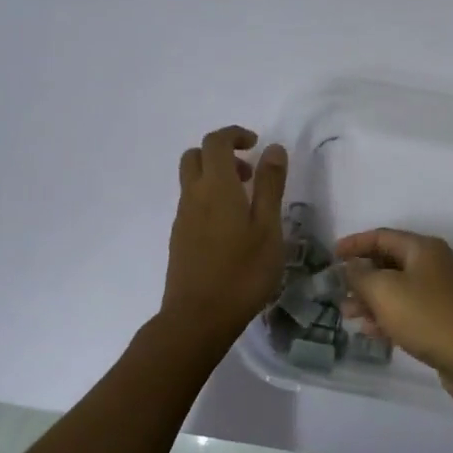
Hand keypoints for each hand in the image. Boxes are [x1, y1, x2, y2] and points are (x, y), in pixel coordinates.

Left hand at [159, 126, 287, 349]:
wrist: (198, 318)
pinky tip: (231, 229)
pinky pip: (192, 203)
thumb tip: (272, 148)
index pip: (216, 141)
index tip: (256, 145)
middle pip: (196, 156)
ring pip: (192, 180)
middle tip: (248, 173)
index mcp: (216, 186)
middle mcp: (193, 195)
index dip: (235, 134)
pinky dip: (209, 199)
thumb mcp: (268, 227)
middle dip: (221, 153)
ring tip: (246, 204)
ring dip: (216, 177)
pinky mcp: (179, 238)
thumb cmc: (242, 271)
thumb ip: (270, 185)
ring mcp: (182, 218)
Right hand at [334, 229, 452, 405]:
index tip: (331, 256)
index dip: (354, 244)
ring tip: (348, 316)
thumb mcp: (386, 292)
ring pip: (398, 290)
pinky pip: (409, 312)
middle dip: (361, 276)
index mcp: (422, 248)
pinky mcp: (445, 321)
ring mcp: (442, 294)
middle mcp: (434, 265)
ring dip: (372, 300)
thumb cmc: (430, 317)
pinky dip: (389, 318)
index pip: (382, 236)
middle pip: (390, 263)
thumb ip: (361, 276)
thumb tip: (350, 266)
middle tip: (337, 292)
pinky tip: (372, 333)